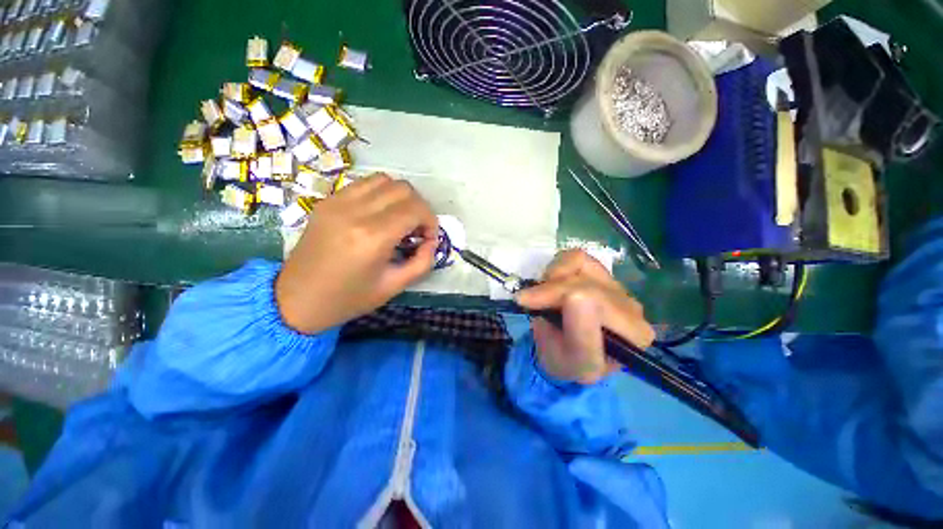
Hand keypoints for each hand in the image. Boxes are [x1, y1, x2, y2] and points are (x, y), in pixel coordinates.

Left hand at [275, 174, 438, 333]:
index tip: (428, 238)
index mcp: (373, 237)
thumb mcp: (394, 286)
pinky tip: (378, 215)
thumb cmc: (348, 299)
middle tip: (416, 229)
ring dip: (400, 197)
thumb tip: (431, 241)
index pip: (415, 208)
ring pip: (384, 179)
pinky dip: (380, 194)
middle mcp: (355, 212)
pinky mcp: (327, 201)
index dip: (431, 221)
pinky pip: (363, 184)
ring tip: (399, 219)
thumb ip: (422, 262)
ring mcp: (337, 202)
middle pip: (403, 188)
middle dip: (419, 207)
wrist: (296, 300)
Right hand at [515, 250, 654, 384]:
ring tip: (543, 295)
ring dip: (553, 277)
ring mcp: (616, 286)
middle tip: (525, 299)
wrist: (567, 354)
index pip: (595, 302)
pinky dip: (557, 267)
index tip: (525, 303)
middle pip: (584, 282)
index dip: (554, 297)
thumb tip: (573, 296)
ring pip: (580, 263)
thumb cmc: (568, 363)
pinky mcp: (601, 272)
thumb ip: (579, 338)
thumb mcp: (571, 363)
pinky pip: (576, 257)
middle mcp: (632, 307)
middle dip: (548, 289)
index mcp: (633, 335)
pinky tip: (553, 284)